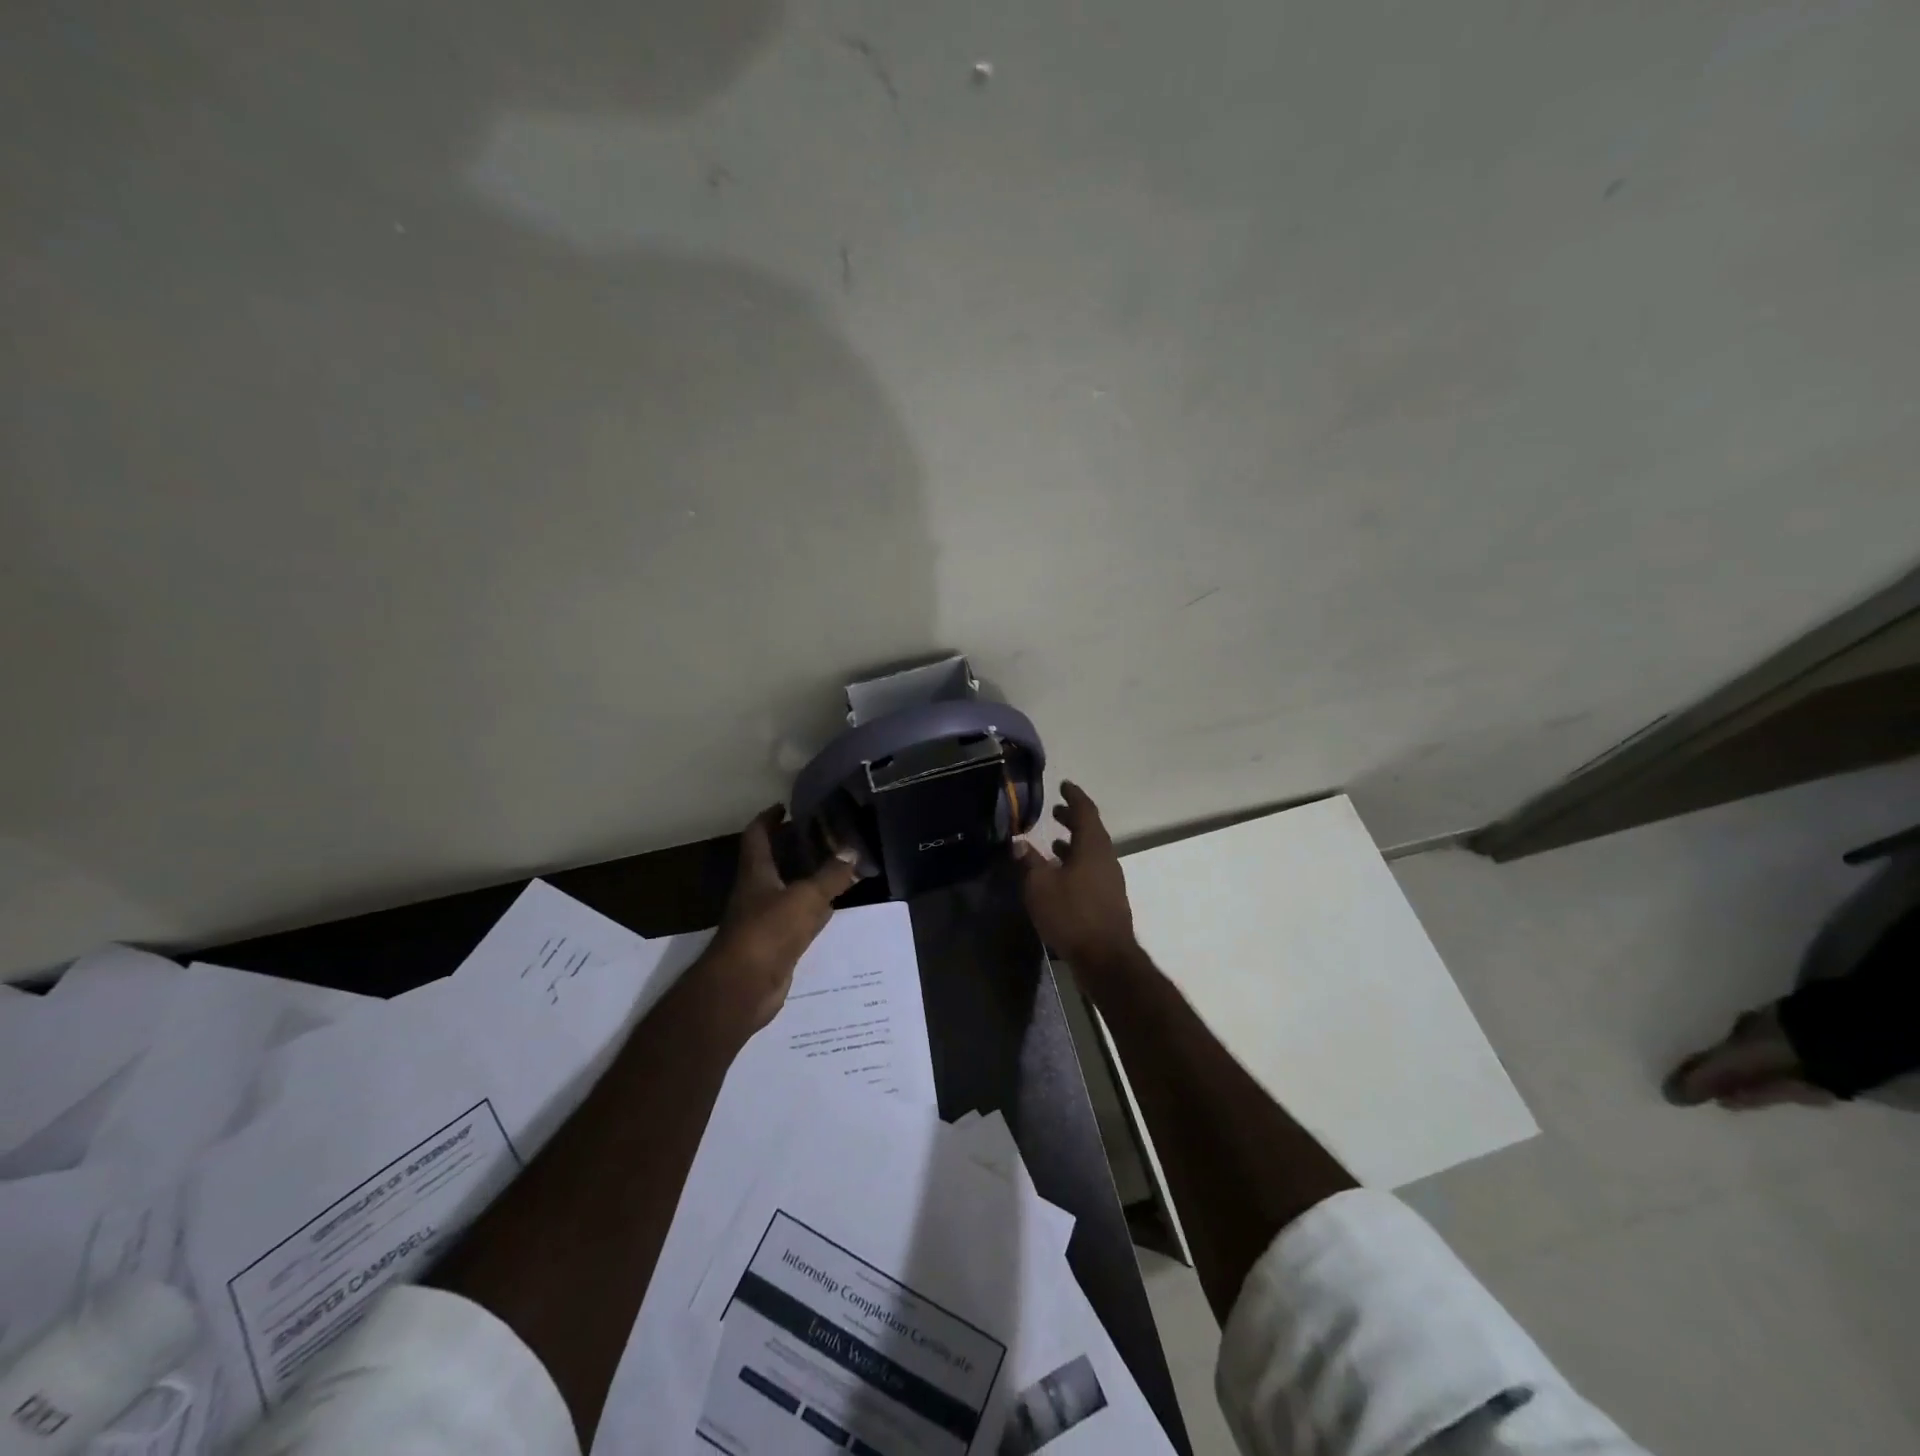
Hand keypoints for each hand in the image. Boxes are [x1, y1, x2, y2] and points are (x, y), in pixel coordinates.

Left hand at [706, 806, 860, 1029]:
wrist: (743, 987)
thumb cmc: (768, 931)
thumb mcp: (806, 897)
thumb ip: (831, 875)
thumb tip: (852, 851)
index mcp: (756, 872)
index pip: (757, 836)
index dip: (769, 819)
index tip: (785, 806)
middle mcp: (756, 892)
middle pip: (773, 862)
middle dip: (792, 847)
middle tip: (823, 835)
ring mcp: (764, 920)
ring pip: (787, 891)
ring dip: (805, 879)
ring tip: (835, 865)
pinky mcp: (775, 945)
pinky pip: (797, 919)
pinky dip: (813, 911)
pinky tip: (833, 908)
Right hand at [1013, 782, 1140, 975]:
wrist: (1105, 958)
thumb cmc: (1071, 914)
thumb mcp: (1040, 885)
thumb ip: (1028, 861)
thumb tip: (1018, 842)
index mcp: (1092, 846)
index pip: (1085, 811)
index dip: (1074, 797)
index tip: (1064, 785)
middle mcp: (1106, 858)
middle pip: (1090, 831)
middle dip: (1072, 819)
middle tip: (1055, 812)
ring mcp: (1110, 880)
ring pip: (1091, 852)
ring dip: (1073, 844)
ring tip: (1053, 843)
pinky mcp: (1108, 900)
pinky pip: (1092, 870)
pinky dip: (1076, 864)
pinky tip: (1060, 876)